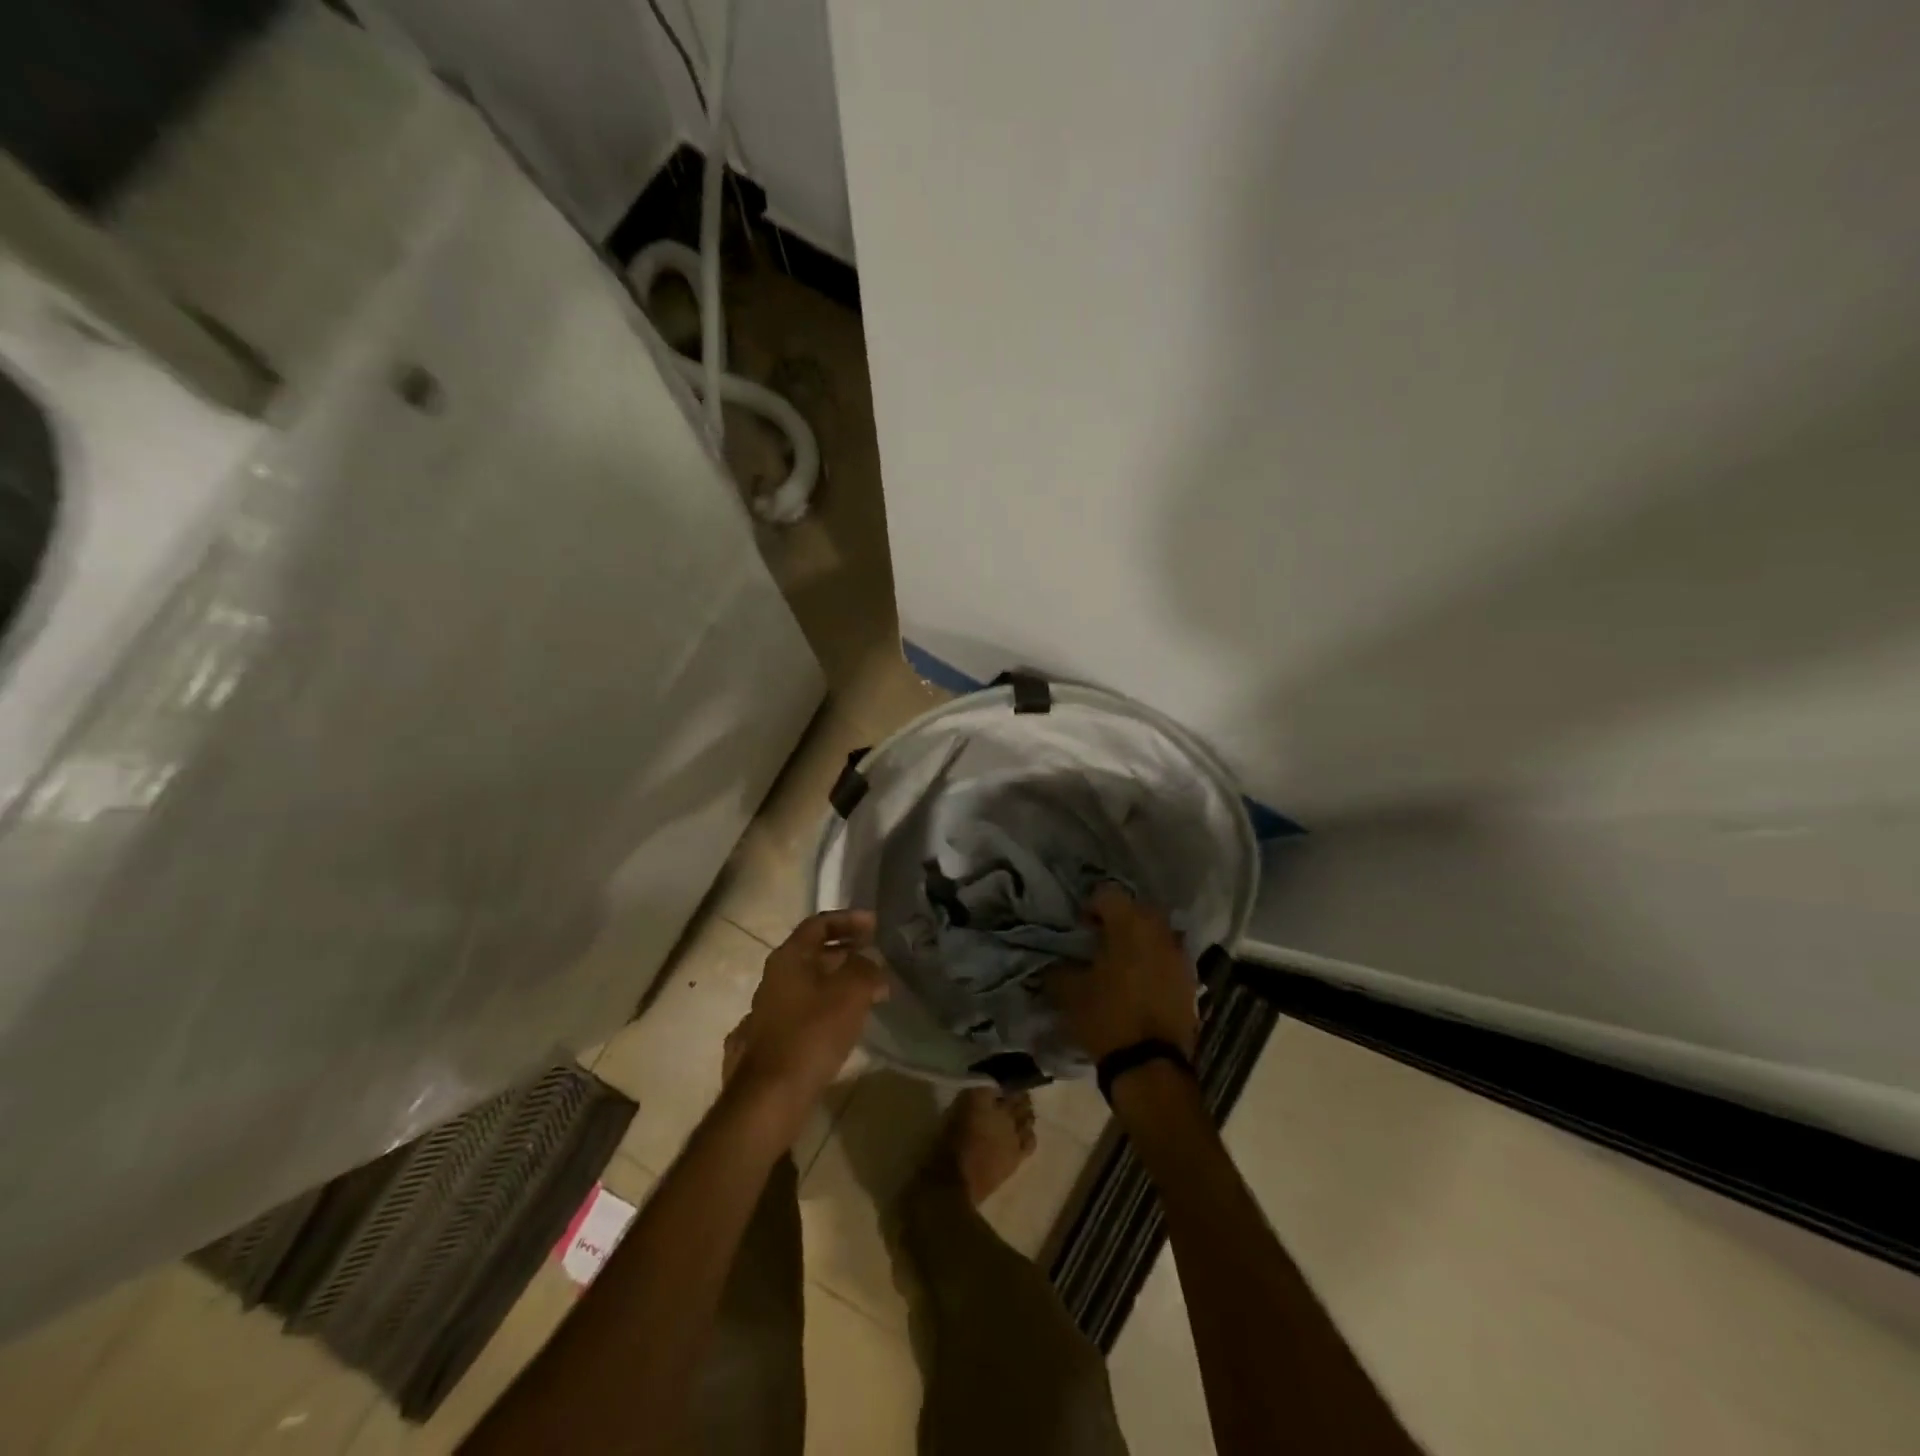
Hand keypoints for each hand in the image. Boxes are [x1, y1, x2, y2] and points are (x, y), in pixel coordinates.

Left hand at [727, 909, 887, 1129]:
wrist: (770, 1097)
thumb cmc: (812, 1033)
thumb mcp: (852, 993)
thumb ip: (867, 970)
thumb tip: (872, 966)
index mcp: (788, 958)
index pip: (818, 924)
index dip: (848, 920)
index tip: (874, 925)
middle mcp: (771, 979)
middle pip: (811, 954)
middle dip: (844, 952)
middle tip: (872, 957)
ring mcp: (764, 1012)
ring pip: (805, 985)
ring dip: (835, 983)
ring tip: (864, 992)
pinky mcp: (765, 1043)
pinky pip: (800, 1014)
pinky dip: (822, 1010)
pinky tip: (838, 1026)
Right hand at [1047, 886, 1198, 1060]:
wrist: (1150, 1065)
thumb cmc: (1106, 1018)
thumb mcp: (1067, 991)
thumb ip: (1058, 967)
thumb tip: (1054, 959)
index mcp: (1129, 924)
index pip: (1107, 893)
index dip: (1090, 907)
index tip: (1080, 928)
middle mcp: (1159, 931)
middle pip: (1137, 909)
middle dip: (1118, 920)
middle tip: (1099, 941)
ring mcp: (1180, 955)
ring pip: (1156, 932)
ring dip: (1139, 940)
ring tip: (1121, 963)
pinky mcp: (1191, 980)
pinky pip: (1169, 957)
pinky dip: (1154, 962)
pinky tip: (1139, 983)